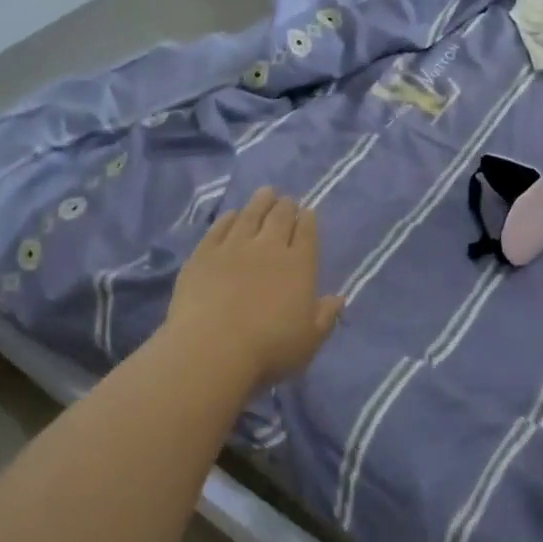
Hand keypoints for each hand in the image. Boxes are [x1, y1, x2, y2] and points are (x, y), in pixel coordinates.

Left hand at [165, 187, 343, 391]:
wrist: (212, 349)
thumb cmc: (269, 348)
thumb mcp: (310, 340)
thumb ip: (325, 316)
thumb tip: (338, 298)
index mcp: (300, 265)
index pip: (307, 233)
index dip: (308, 220)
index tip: (308, 212)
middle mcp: (269, 247)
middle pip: (280, 217)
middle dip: (286, 206)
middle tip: (287, 200)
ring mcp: (234, 247)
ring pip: (250, 215)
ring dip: (260, 202)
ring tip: (265, 192)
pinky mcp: (204, 254)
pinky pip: (220, 228)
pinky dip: (229, 218)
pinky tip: (232, 214)